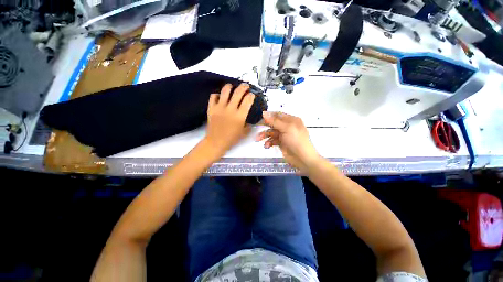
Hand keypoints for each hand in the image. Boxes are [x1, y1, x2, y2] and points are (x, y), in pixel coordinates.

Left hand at [205, 83, 254, 155]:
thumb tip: (252, 119)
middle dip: (244, 86)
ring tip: (232, 87)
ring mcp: (219, 108)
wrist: (216, 142)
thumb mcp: (244, 132)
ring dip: (230, 86)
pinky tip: (220, 97)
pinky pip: (213, 96)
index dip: (251, 95)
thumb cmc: (232, 138)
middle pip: (238, 92)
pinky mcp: (211, 108)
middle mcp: (230, 109)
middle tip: (245, 86)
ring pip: (225, 91)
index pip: (248, 100)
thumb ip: (249, 124)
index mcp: (240, 116)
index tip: (252, 95)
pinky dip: (217, 94)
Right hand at [256, 112, 320, 172]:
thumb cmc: (296, 141)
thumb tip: (264, 113)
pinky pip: (272, 140)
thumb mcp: (287, 128)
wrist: (303, 158)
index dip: (269, 115)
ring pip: (271, 132)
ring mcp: (284, 135)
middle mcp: (287, 126)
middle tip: (257, 128)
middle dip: (265, 126)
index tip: (259, 118)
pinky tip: (267, 145)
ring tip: (258, 139)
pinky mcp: (281, 143)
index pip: (278, 115)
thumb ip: (274, 121)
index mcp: (291, 120)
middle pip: (273, 123)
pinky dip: (268, 142)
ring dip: (265, 135)